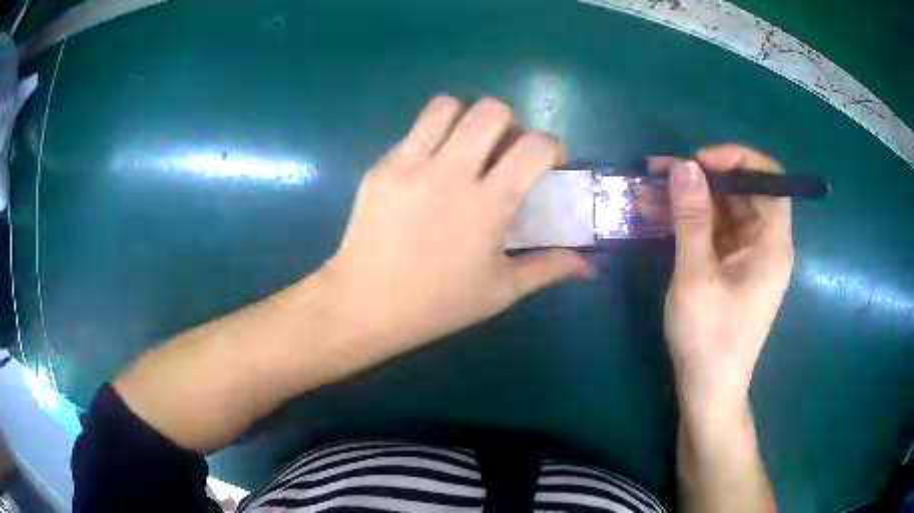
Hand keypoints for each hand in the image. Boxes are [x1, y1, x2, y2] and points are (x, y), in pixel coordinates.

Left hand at [320, 96, 592, 356]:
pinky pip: (414, 132)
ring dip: (466, 118)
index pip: (535, 146)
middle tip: (504, 150)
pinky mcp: (381, 167)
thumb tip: (589, 266)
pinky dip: (433, 138)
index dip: (552, 145)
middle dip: (510, 122)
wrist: (364, 304)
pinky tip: (429, 171)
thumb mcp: (500, 291)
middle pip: (490, 110)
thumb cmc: (437, 304)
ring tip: (466, 147)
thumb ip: (549, 269)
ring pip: (446, 106)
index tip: (549, 162)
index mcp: (487, 205)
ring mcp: (410, 165)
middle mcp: (450, 173)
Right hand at [658, 145, 792, 411]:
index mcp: (772, 243)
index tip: (699, 161)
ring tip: (644, 191)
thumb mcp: (696, 277)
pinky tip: (654, 215)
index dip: (737, 159)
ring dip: (686, 199)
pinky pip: (712, 231)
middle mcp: (765, 243)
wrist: (708, 390)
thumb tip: (684, 165)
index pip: (769, 180)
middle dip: (700, 178)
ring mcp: (748, 255)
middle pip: (740, 191)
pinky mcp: (731, 267)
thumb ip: (692, 218)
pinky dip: (687, 222)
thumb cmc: (709, 339)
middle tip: (656, 172)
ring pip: (722, 210)